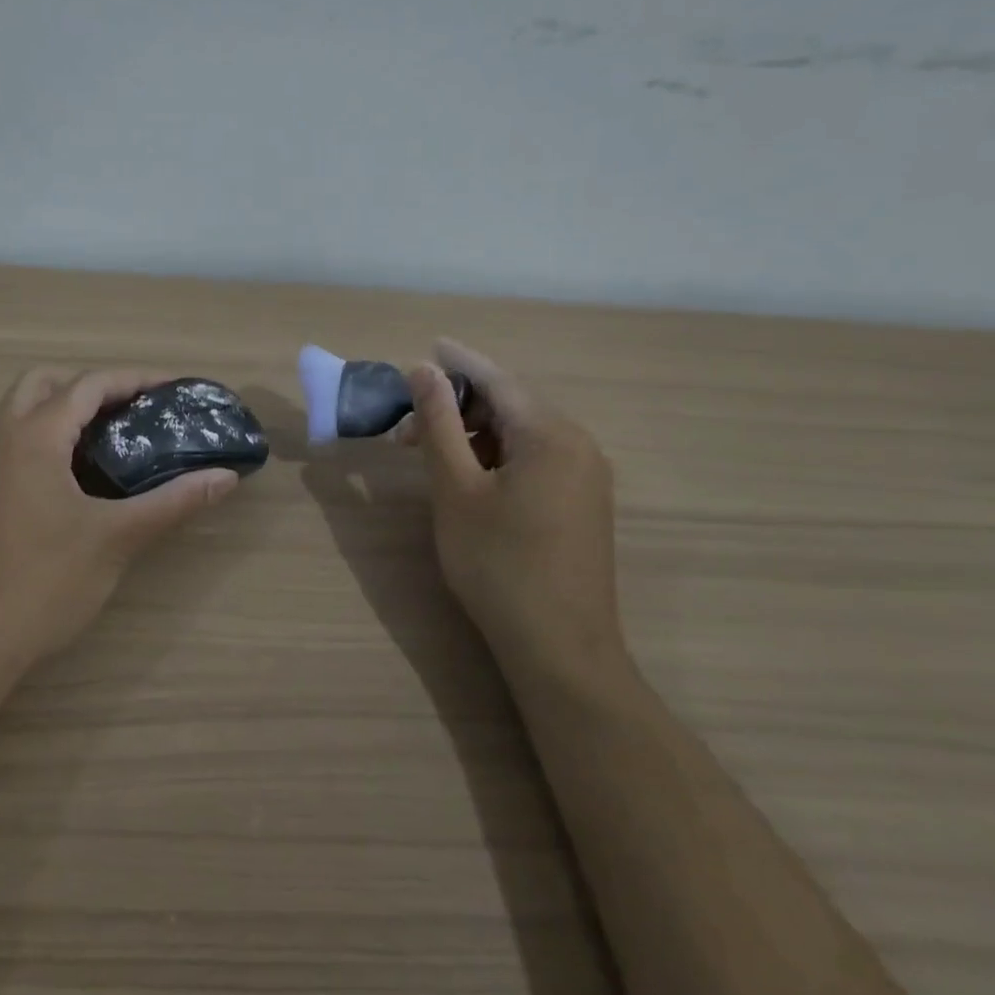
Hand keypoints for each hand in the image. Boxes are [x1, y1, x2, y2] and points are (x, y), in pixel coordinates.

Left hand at [0, 367, 241, 671]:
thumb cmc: (44, 583)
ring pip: (22, 416)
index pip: (88, 385)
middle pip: (44, 384)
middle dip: (91, 388)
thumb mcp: (117, 538)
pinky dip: (47, 444)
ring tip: (113, 442)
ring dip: (64, 414)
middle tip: (133, 411)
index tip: (173, 389)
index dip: (134, 380)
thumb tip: (225, 478)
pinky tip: (77, 484)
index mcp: (32, 438)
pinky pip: (13, 448)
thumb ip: (173, 502)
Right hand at [400, 339, 630, 686]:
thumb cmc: (498, 563)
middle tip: (408, 429)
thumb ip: (440, 424)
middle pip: (511, 406)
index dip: (458, 362)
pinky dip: (497, 458)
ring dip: (475, 435)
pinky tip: (470, 480)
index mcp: (551, 434)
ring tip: (431, 457)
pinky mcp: (583, 504)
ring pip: (522, 436)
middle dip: (459, 407)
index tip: (425, 348)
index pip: (497, 380)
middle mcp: (578, 445)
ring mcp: (587, 476)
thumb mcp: (456, 489)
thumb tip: (425, 370)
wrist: (559, 646)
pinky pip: (536, 461)